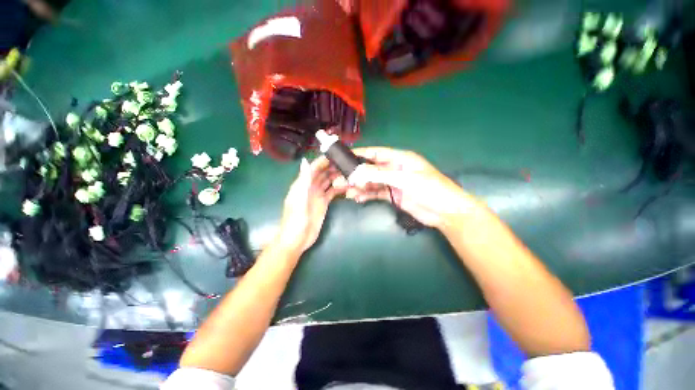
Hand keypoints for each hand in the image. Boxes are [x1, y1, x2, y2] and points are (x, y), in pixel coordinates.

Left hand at [276, 157, 343, 254]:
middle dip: (333, 167)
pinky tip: (348, 185)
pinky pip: (332, 192)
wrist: (297, 240)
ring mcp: (318, 195)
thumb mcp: (299, 200)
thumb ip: (303, 181)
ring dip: (337, 176)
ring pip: (329, 181)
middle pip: (323, 173)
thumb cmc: (295, 220)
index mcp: (302, 184)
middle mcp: (310, 187)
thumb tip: (305, 161)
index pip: (313, 168)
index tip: (336, 155)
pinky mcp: (324, 203)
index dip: (323, 161)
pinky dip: (339, 188)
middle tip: (347, 163)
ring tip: (350, 172)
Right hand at [337, 147, 472, 228]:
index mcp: (400, 159)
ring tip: (346, 193)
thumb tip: (357, 173)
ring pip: (372, 183)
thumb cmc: (429, 189)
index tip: (345, 156)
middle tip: (340, 180)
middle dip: (356, 174)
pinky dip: (366, 195)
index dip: (361, 154)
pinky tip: (357, 199)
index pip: (377, 153)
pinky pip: (376, 193)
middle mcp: (394, 169)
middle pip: (371, 169)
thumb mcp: (404, 179)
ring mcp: (393, 183)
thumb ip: (380, 175)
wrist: (444, 212)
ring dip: (359, 187)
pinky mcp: (392, 196)